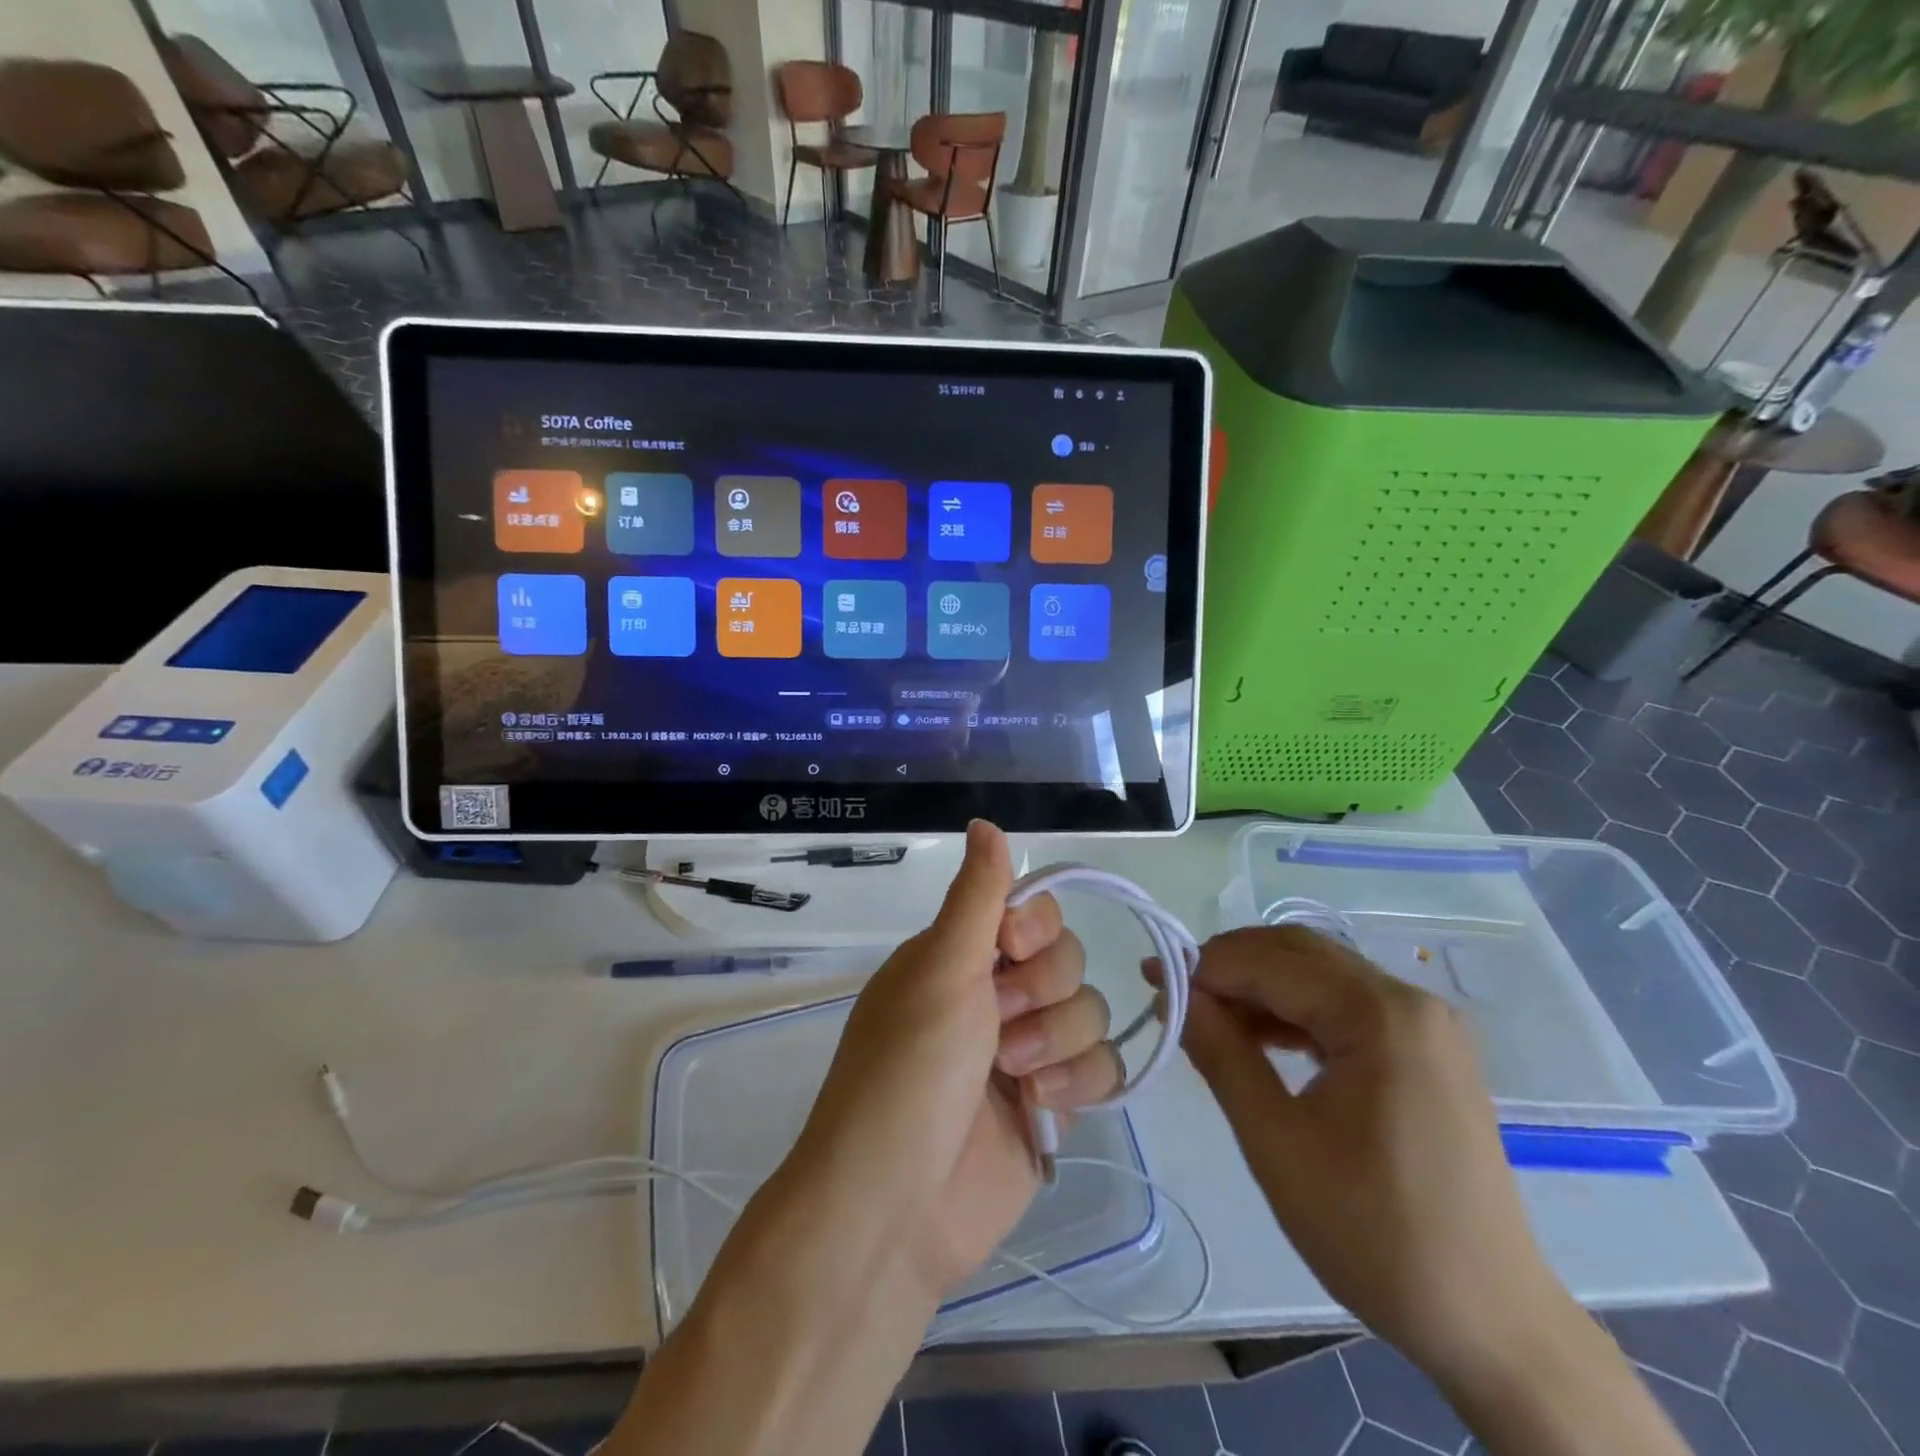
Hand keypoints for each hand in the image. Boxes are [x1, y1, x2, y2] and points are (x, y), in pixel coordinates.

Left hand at [784, 820, 1123, 1301]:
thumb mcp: (939, 970)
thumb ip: (976, 897)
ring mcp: (1027, 1050)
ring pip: (1091, 1010)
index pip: (1032, 910)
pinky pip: (1102, 1066)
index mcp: (962, 956)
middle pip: (1069, 958)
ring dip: (1058, 1041)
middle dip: (1042, 993)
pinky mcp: (1054, 1103)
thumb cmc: (908, 1072)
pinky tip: (1044, 1108)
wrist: (898, 1207)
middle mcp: (995, 994)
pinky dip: (1080, 1082)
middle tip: (999, 1028)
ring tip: (1015, 1079)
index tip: (1011, 949)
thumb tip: (986, 821)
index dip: (1036, 928)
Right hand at [1177, 926, 1578, 1392]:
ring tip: (1208, 1020)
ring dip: (1260, 986)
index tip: (1153, 985)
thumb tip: (1175, 995)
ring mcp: (1426, 1023)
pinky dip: (1296, 1010)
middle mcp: (1410, 1000)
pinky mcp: (1428, 1049)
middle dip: (1230, 967)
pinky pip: (1346, 1004)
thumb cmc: (1374, 1233)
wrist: (1489, 1321)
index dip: (1204, 968)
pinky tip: (1262, 1039)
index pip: (1271, 963)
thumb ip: (1221, 1054)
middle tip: (1175, 997)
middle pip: (1299, 952)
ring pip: (1321, 974)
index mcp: (1380, 1015)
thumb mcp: (1276, 1143)